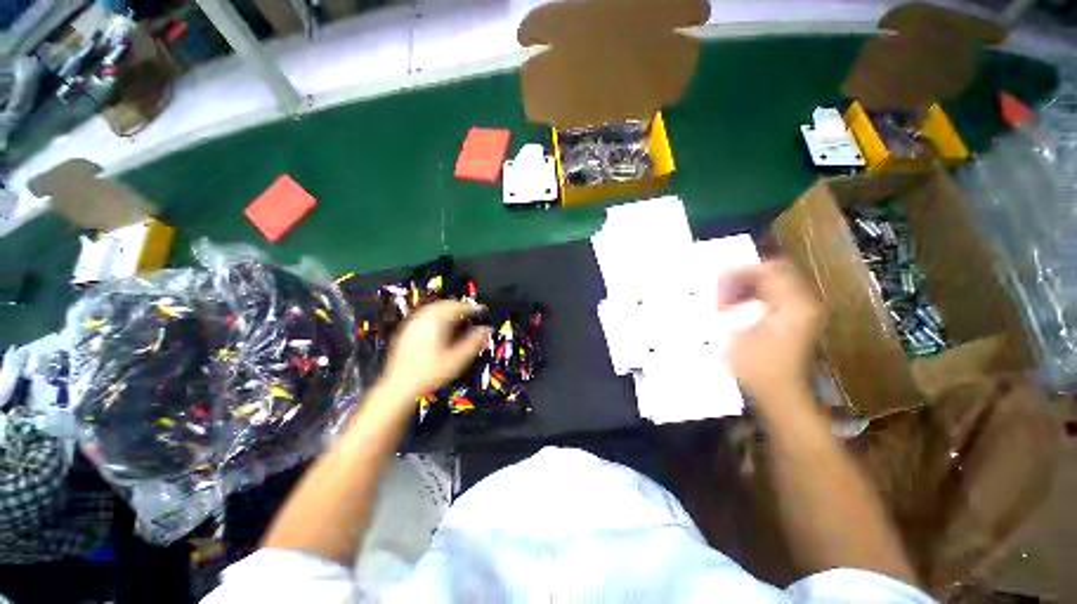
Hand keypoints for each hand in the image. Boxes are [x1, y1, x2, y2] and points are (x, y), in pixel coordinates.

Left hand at [380, 300, 490, 401]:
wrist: (399, 388)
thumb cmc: (429, 374)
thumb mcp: (458, 359)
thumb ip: (475, 342)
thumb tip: (487, 330)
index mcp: (436, 322)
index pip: (458, 307)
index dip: (472, 308)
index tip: (482, 311)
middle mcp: (423, 319)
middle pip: (445, 304)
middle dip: (460, 307)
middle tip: (471, 314)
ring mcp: (413, 324)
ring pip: (434, 309)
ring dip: (448, 310)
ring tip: (459, 319)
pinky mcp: (407, 331)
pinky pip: (425, 316)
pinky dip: (437, 316)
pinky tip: (441, 327)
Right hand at [718, 261, 822, 403]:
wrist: (779, 394)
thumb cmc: (758, 365)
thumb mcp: (741, 328)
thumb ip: (734, 298)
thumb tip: (725, 277)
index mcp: (795, 304)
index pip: (769, 270)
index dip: (741, 272)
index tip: (718, 281)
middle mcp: (803, 303)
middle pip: (773, 273)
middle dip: (743, 278)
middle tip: (720, 291)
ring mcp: (801, 311)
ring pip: (771, 284)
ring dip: (745, 288)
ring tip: (724, 302)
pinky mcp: (794, 319)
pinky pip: (772, 296)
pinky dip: (751, 297)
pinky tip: (735, 309)